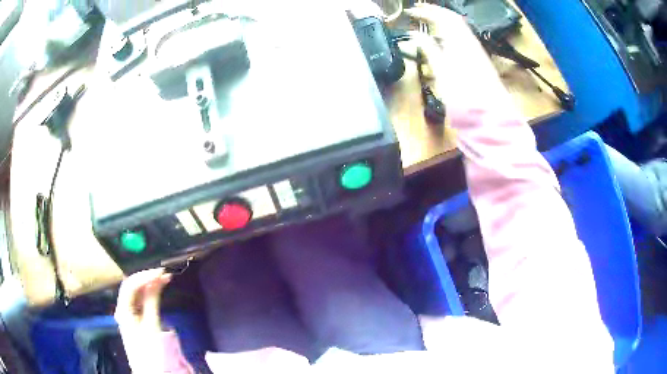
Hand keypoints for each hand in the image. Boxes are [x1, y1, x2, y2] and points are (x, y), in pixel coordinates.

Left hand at [115, 268, 171, 370]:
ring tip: (164, 279)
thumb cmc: (149, 349)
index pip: (130, 285)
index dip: (144, 276)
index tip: (160, 272)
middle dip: (147, 278)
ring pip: (137, 293)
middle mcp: (122, 307)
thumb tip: (157, 279)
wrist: (148, 369)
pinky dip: (149, 294)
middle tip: (163, 274)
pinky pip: (140, 301)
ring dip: (149, 285)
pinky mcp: (134, 317)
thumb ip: (152, 300)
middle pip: (132, 287)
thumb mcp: (152, 324)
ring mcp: (127, 312)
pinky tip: (158, 289)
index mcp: (122, 308)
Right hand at [406, 4, 516, 116]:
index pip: (444, 16)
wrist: (489, 116)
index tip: (411, 11)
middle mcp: (471, 42)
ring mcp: (476, 51)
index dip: (427, 11)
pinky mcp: (479, 60)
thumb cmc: (464, 96)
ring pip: (459, 29)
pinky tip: (442, 39)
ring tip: (427, 22)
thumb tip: (415, 34)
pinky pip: (463, 39)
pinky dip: (450, 33)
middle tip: (418, 12)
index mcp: (461, 41)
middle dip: (435, 13)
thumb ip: (429, 49)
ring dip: (442, 22)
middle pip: (453, 19)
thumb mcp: (442, 72)